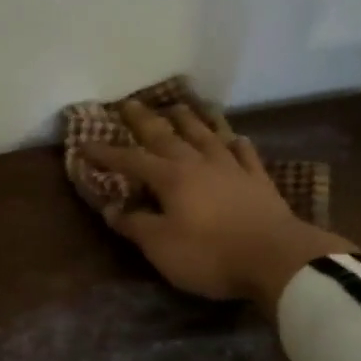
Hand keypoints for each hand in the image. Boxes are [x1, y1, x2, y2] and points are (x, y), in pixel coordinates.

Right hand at [85, 102, 352, 315]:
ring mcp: (232, 168)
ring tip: (178, 105)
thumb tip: (110, 209)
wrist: (275, 258)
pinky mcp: (258, 180)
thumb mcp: (161, 247)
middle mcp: (199, 163)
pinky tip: (234, 137)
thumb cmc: (210, 255)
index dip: (107, 153)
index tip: (85, 143)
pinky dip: (235, 142)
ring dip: (190, 119)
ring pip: (207, 134)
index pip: (131, 161)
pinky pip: (244, 152)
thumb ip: (135, 225)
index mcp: (171, 178)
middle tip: (129, 102)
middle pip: (167, 135)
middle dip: (145, 120)